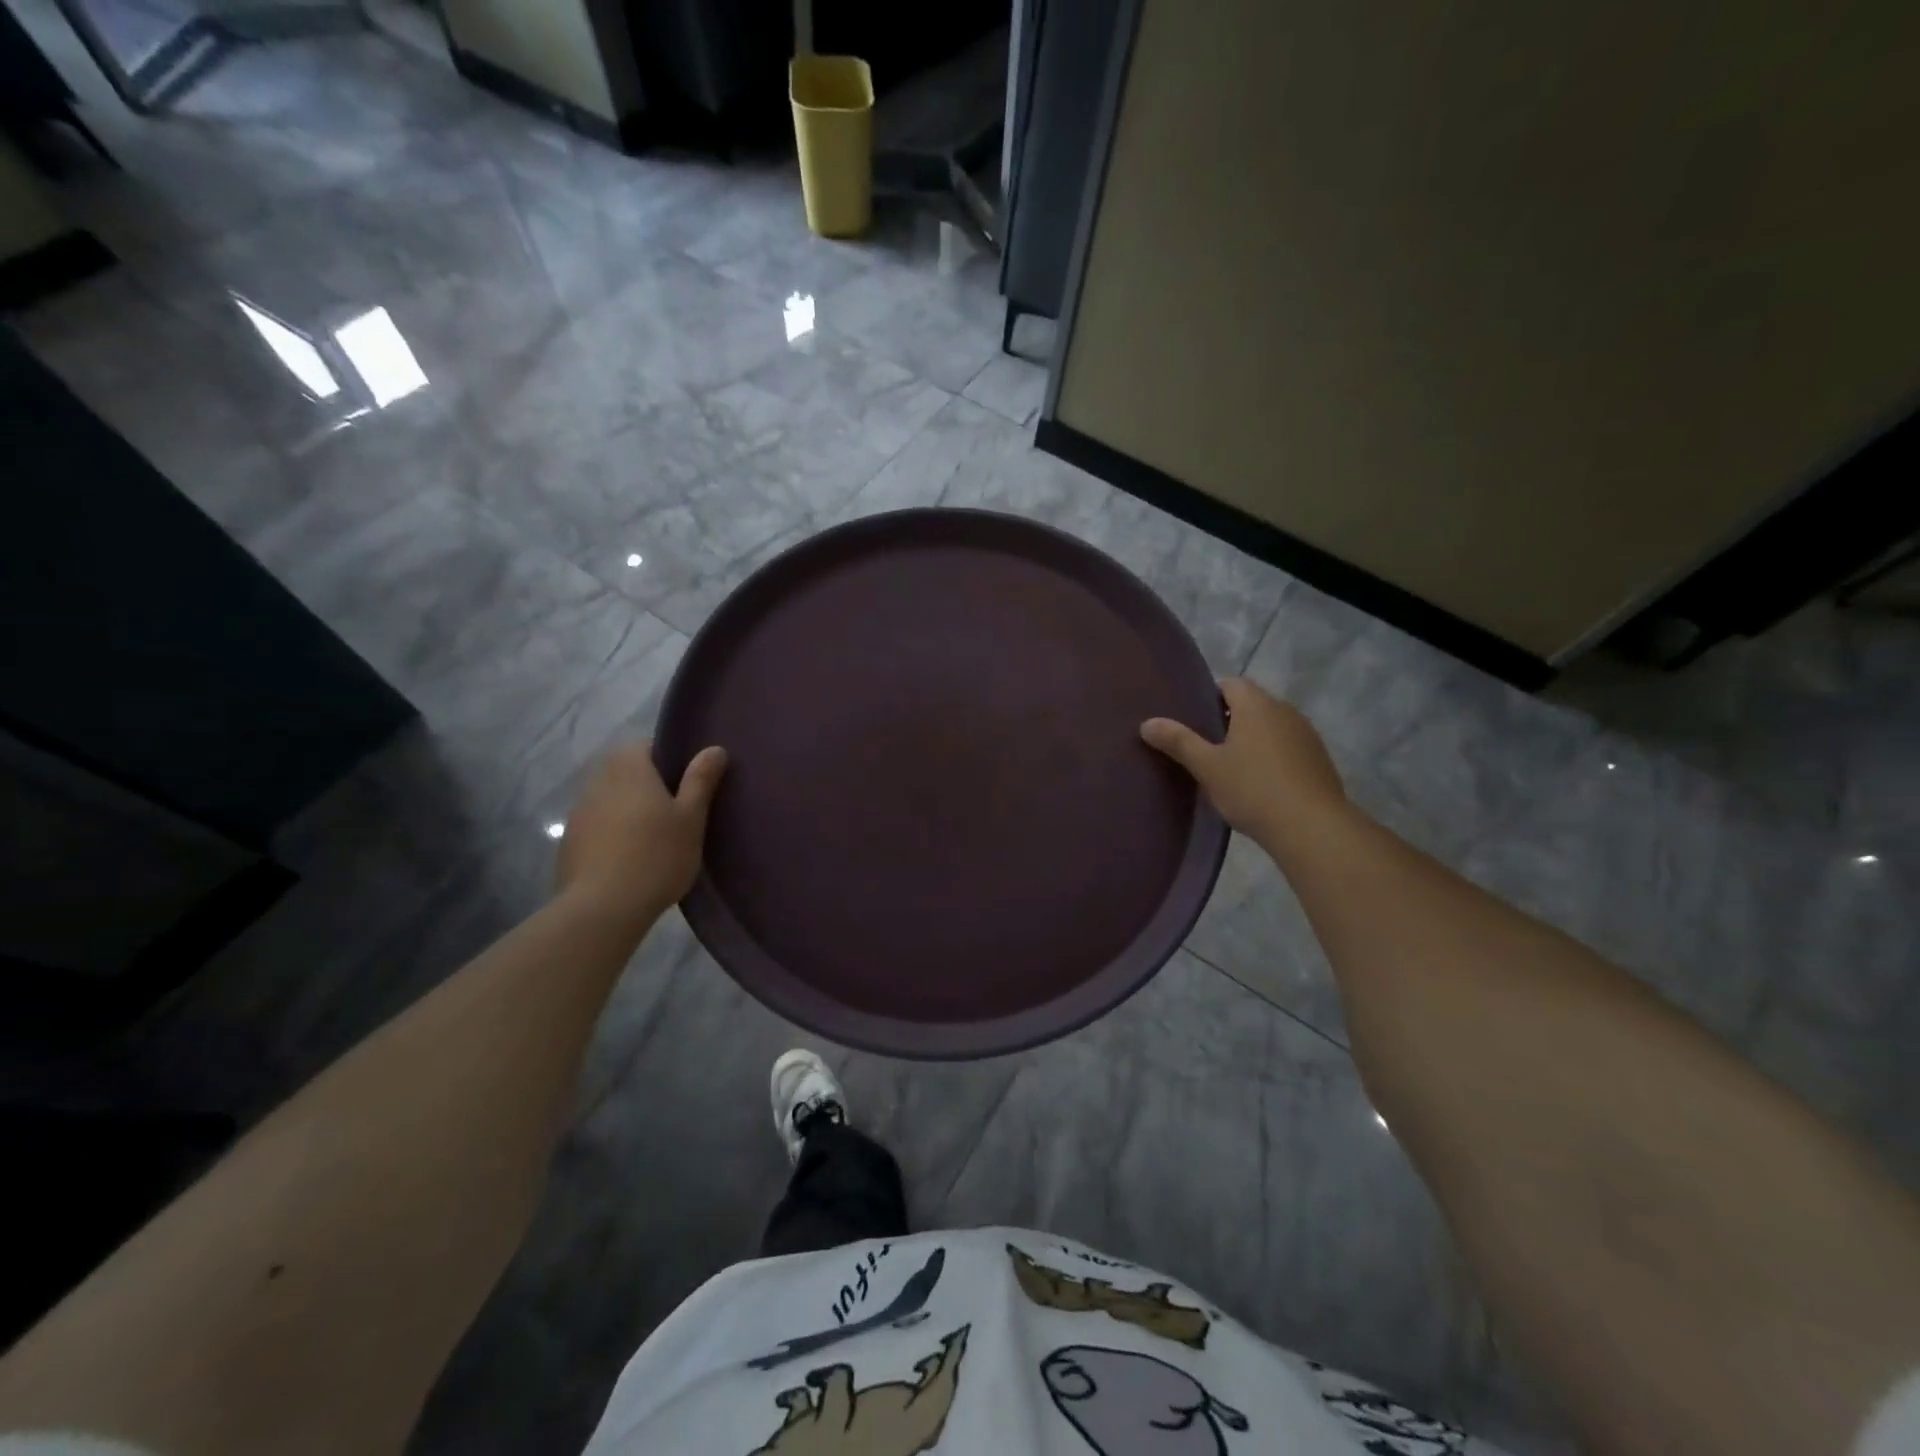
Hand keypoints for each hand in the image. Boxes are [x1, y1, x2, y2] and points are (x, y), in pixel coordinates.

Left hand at [555, 741, 726, 929]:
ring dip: (627, 808)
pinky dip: (612, 832)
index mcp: (629, 768)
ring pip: (609, 798)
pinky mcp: (569, 842)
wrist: (602, 908)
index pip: (645, 745)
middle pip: (625, 771)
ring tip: (652, 836)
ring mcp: (578, 812)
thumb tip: (714, 748)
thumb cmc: (656, 855)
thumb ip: (700, 780)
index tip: (686, 781)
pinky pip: (596, 824)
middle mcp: (598, 781)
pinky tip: (628, 857)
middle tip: (675, 810)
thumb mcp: (691, 817)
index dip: (667, 758)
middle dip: (647, 784)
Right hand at [1140, 678, 1345, 846]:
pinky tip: (1261, 784)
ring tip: (1231, 768)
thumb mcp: (1207, 767)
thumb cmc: (1252, 789)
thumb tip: (1147, 723)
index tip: (1193, 721)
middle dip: (1229, 720)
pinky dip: (1273, 757)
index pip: (1230, 684)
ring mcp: (1307, 735)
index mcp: (1256, 705)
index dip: (1210, 697)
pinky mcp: (1319, 760)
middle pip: (1252, 704)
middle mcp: (1285, 711)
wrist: (1311, 827)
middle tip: (1205, 747)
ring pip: (1272, 727)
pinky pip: (1288, 747)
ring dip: (1253, 739)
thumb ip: (1178, 741)